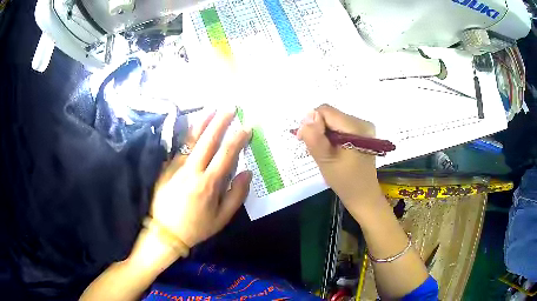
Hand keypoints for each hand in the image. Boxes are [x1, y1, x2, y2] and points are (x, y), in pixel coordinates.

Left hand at [151, 108, 251, 247]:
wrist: (166, 233)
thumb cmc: (197, 227)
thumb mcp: (222, 218)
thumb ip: (237, 195)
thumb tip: (247, 172)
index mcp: (209, 184)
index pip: (226, 155)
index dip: (238, 139)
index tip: (246, 127)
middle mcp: (193, 171)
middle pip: (208, 141)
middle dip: (220, 122)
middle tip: (230, 107)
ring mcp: (177, 167)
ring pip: (191, 140)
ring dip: (202, 123)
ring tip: (211, 109)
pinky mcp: (167, 168)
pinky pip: (179, 147)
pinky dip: (187, 135)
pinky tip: (193, 126)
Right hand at [297, 104, 383, 213]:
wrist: (362, 195)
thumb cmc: (344, 181)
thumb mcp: (325, 159)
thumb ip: (314, 137)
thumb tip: (307, 116)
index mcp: (356, 127)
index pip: (325, 111)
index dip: (312, 123)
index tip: (306, 141)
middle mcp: (363, 122)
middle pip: (330, 115)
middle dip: (318, 129)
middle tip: (316, 150)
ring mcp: (363, 127)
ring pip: (333, 121)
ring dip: (324, 134)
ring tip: (324, 152)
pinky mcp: (362, 133)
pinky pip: (340, 127)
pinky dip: (331, 136)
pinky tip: (332, 150)